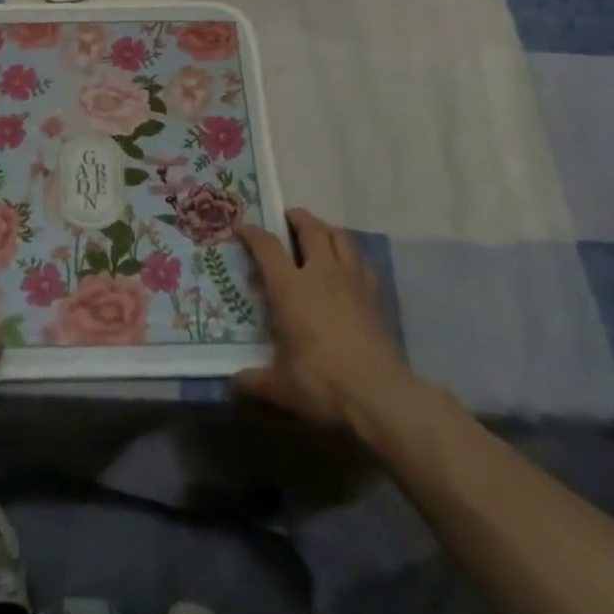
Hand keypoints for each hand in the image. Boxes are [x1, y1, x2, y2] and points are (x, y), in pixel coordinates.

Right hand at [234, 208, 415, 432]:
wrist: (381, 395)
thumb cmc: (323, 384)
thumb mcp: (281, 387)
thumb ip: (255, 381)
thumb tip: (233, 383)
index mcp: (291, 288)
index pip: (268, 247)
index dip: (253, 233)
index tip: (243, 227)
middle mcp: (321, 273)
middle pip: (311, 228)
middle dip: (296, 217)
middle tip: (286, 217)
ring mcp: (352, 281)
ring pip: (341, 236)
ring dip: (326, 228)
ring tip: (318, 232)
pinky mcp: (375, 295)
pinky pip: (363, 261)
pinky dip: (352, 255)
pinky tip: (348, 266)